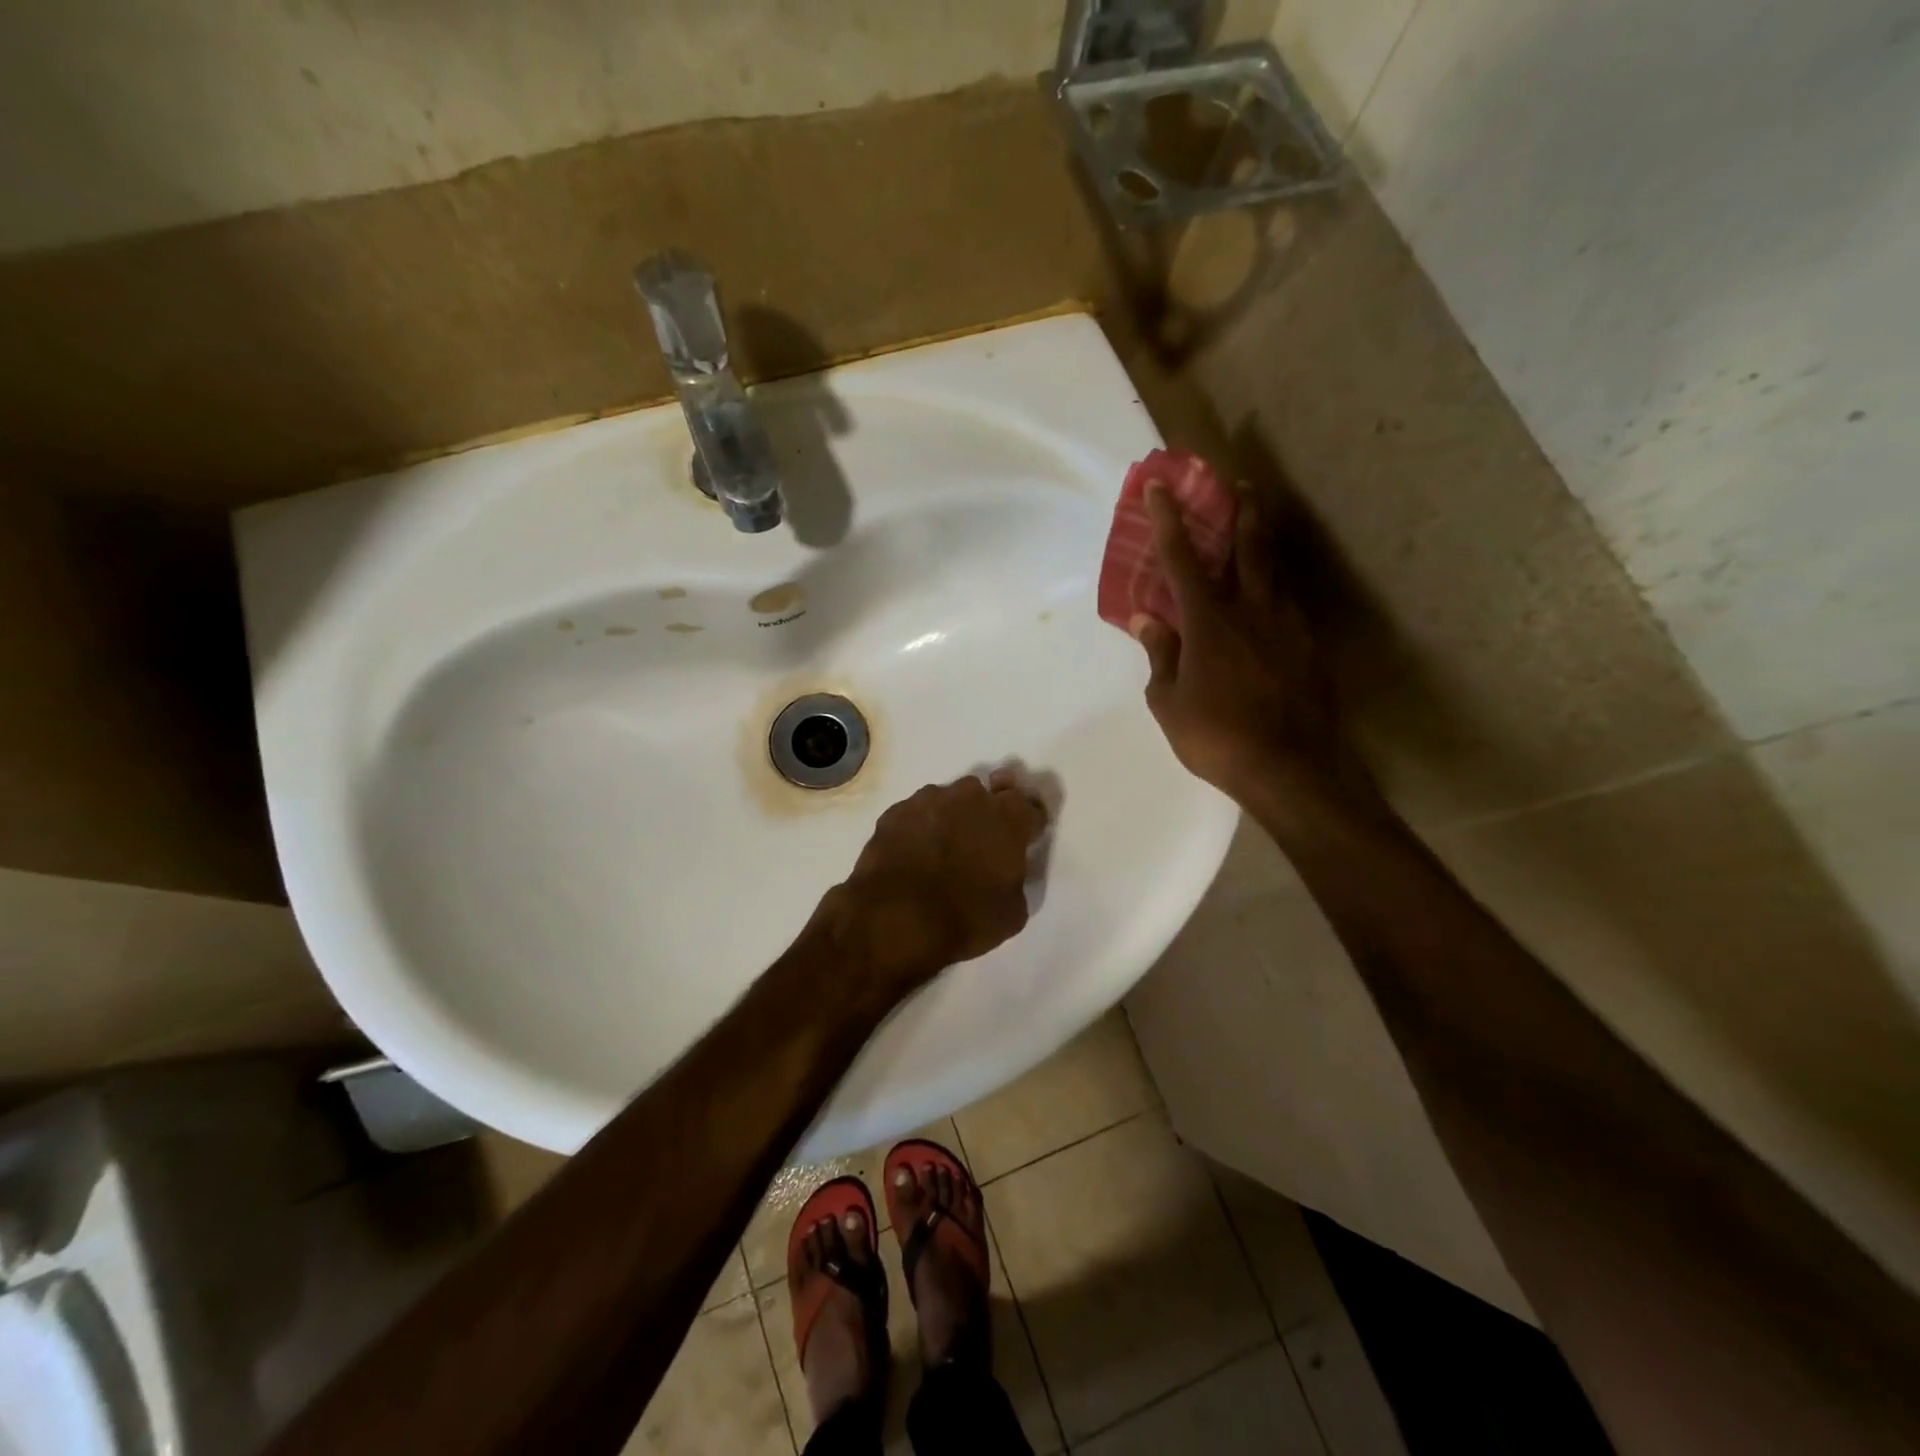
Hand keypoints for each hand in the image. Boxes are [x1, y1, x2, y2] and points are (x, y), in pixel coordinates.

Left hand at [821, 769, 1048, 997]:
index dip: (1029, 826)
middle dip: (986, 816)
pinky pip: (916, 815)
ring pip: (948, 802)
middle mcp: (971, 796)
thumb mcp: (1013, 912)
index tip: (1023, 841)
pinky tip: (912, 855)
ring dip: (950, 820)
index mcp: (1009, 816)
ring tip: (940, 853)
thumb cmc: (966, 917)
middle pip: (987, 797)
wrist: (895, 919)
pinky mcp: (895, 811)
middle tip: (979, 846)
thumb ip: (1016, 879)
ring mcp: (929, 799)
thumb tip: (1006, 872)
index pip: (1031, 810)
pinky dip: (919, 829)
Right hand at [1131, 481, 1365, 811]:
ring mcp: (1288, 626)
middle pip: (1248, 546)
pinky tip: (1271, 602)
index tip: (1161, 487)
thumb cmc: (1216, 737)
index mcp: (1209, 621)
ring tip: (1258, 534)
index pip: (1182, 559)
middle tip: (1241, 484)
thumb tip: (1146, 620)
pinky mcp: (1310, 647)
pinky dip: (1276, 590)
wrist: (1290, 768)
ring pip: (1276, 572)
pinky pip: (1288, 605)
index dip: (1168, 520)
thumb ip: (1160, 655)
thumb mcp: (1169, 702)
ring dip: (1263, 545)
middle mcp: (1252, 610)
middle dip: (1241, 510)